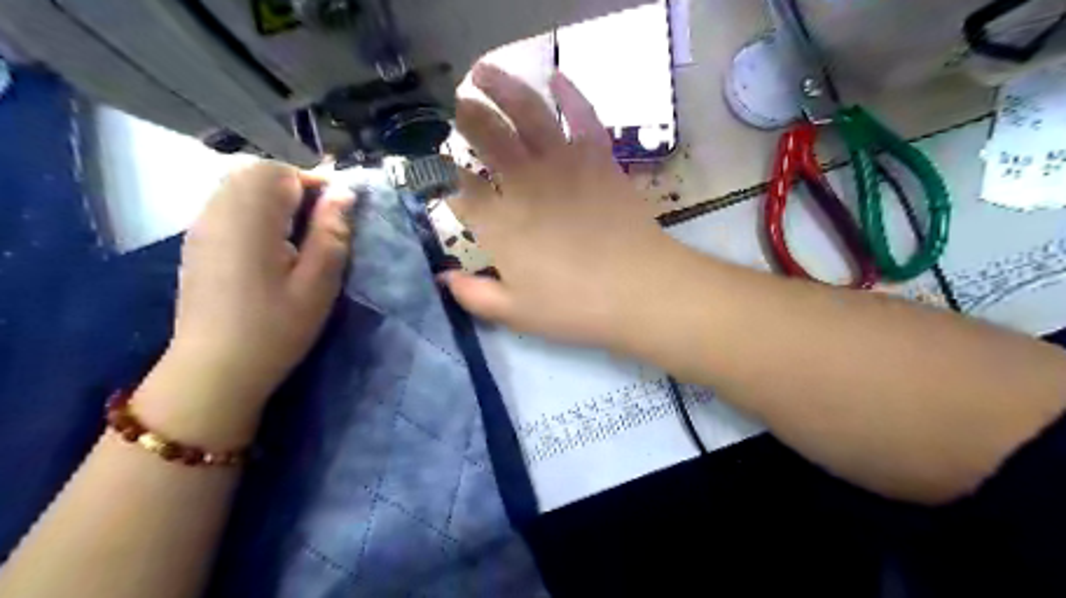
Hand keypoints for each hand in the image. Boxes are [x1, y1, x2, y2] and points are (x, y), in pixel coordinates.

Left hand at [162, 159, 351, 411]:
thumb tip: (344, 193)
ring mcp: (202, 226)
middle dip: (295, 186)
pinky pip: (226, 205)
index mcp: (250, 218)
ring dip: (274, 197)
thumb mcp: (318, 283)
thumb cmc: (275, 327)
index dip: (315, 182)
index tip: (340, 209)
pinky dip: (254, 210)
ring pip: (239, 186)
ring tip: (300, 231)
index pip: (281, 172)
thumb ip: (331, 232)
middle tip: (322, 220)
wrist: (215, 369)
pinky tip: (270, 243)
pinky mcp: (197, 243)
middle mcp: (218, 211)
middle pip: (256, 173)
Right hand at [442, 64, 672, 346]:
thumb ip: (473, 294)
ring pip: (527, 114)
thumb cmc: (574, 307)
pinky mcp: (599, 159)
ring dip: (502, 88)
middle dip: (464, 117)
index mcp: (499, 222)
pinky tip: (557, 77)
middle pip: (486, 138)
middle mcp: (524, 183)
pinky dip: (571, 95)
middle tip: (453, 105)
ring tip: (482, 72)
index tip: (434, 165)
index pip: (459, 188)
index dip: (442, 174)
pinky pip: (583, 117)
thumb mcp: (515, 312)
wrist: (638, 290)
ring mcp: (563, 165)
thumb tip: (442, 278)